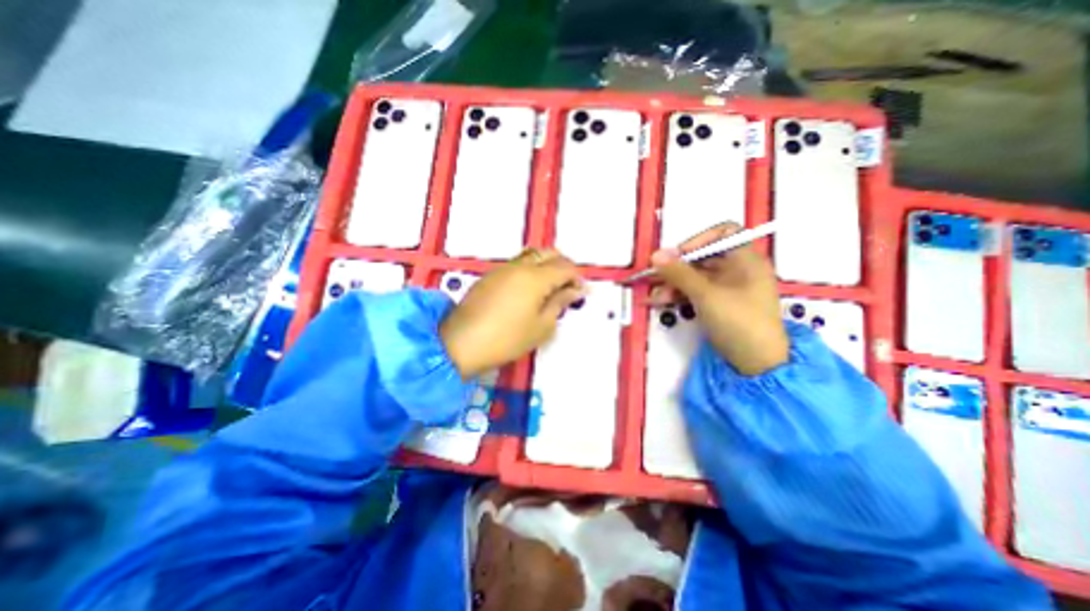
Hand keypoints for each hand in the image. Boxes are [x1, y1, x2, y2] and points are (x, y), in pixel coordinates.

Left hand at [440, 249, 587, 376]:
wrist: (461, 344)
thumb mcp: (541, 326)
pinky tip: (530, 288)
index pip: (564, 267)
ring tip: (551, 286)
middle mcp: (519, 266)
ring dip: (546, 264)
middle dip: (563, 266)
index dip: (577, 278)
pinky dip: (530, 268)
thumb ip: (559, 303)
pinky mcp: (490, 275)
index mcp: (535, 278)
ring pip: (531, 255)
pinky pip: (517, 263)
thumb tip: (574, 290)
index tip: (581, 292)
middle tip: (568, 286)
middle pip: (548, 254)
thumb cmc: (507, 339)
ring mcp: (502, 269)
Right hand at [650, 224, 787, 375]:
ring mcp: (728, 288)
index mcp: (745, 259)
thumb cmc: (738, 322)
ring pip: (696, 277)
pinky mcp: (719, 304)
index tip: (678, 255)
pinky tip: (662, 302)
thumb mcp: (706, 295)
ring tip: (654, 296)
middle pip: (704, 257)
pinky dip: (680, 295)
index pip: (723, 233)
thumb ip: (679, 273)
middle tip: (654, 276)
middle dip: (677, 267)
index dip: (699, 240)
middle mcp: (738, 269)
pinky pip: (696, 292)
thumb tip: (655, 254)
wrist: (757, 364)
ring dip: (674, 283)